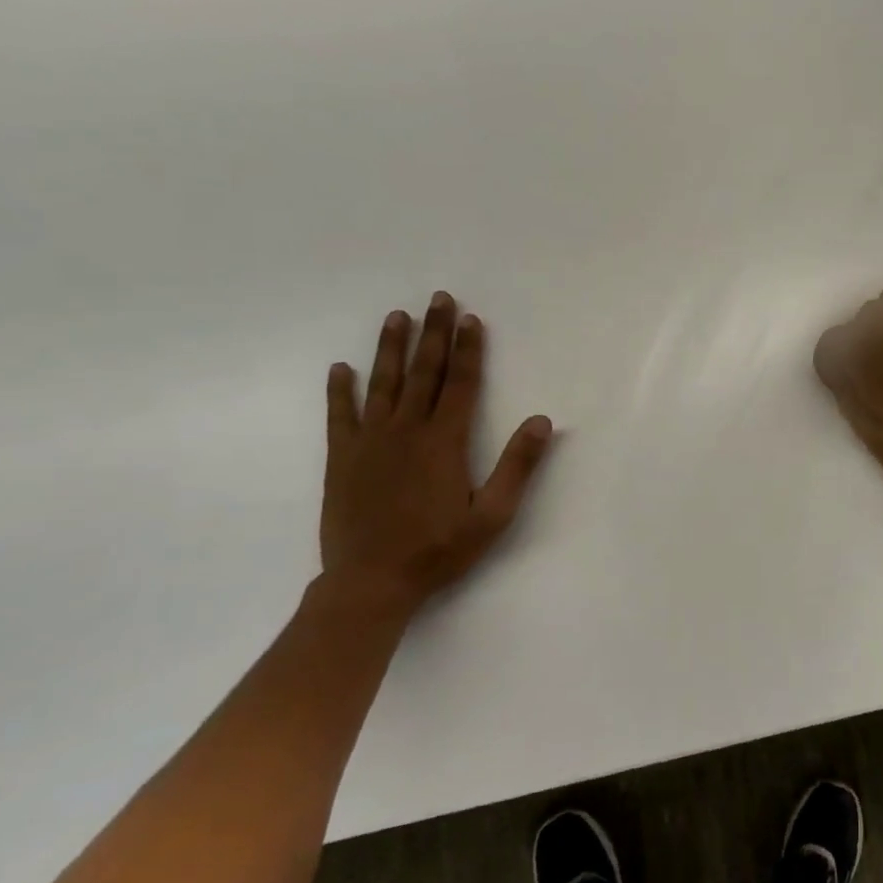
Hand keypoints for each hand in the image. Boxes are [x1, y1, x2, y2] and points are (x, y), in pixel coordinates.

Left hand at [320, 293, 552, 614]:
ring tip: (397, 316)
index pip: (460, 383)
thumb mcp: (492, 515)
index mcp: (444, 441)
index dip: (467, 349)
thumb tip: (542, 421)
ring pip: (383, 384)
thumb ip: (517, 466)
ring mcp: (370, 442)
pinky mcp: (342, 459)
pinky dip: (340, 390)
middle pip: (423, 372)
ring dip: (391, 348)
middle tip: (438, 298)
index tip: (471, 319)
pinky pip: (340, 415)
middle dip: (433, 333)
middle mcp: (406, 431)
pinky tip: (341, 368)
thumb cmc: (439, 550)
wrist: (371, 583)